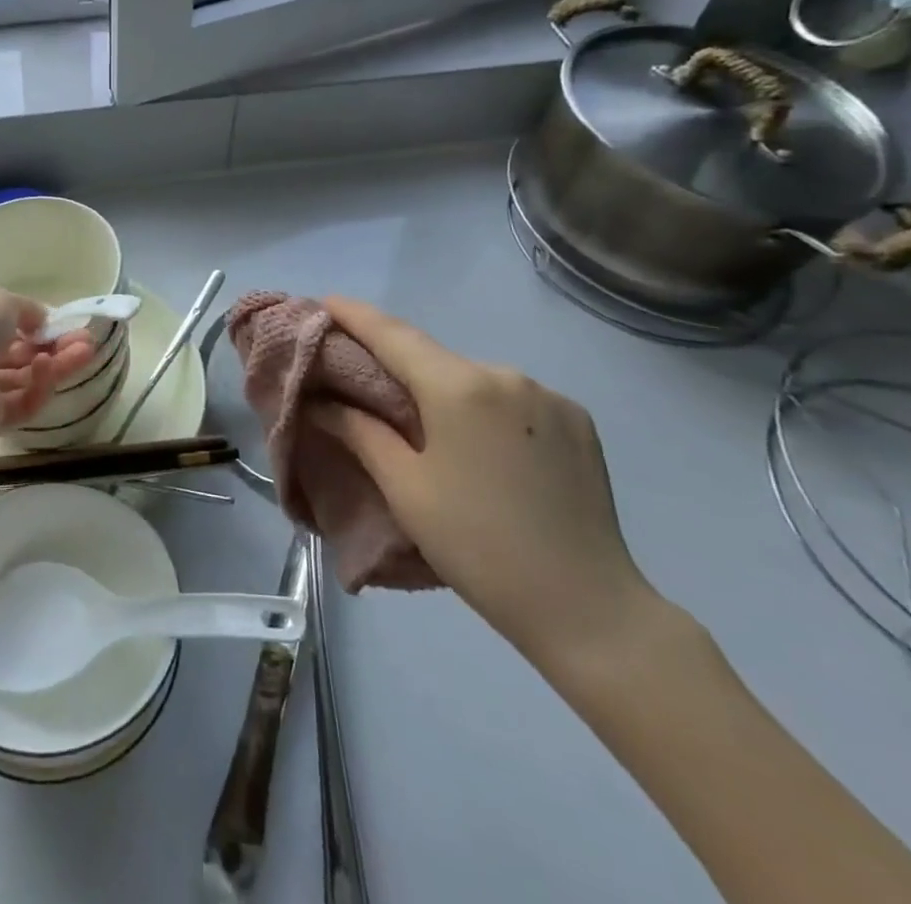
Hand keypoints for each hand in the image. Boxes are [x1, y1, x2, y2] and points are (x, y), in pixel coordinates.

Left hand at [0, 289, 95, 447]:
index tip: (65, 323)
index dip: (35, 322)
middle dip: (54, 345)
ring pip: (23, 378)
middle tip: (87, 342)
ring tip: (85, 353)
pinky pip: (19, 405)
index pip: (3, 322)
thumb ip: (26, 309)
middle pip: (18, 352)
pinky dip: (37, 388)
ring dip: (55, 365)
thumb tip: (41, 323)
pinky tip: (49, 371)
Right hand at [321, 296, 659, 670]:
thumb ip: (360, 431)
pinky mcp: (578, 421)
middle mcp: (506, 375)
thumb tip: (322, 400)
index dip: (355, 315)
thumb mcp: (405, 489)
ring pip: (476, 380)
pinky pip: (514, 400)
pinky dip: (487, 409)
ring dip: (446, 391)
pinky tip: (484, 446)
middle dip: (399, 365)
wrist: (588, 609)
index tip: (326, 301)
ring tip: (430, 428)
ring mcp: (548, 396)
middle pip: (435, 358)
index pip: (393, 334)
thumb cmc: (478, 546)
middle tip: (367, 383)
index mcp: (459, 387)